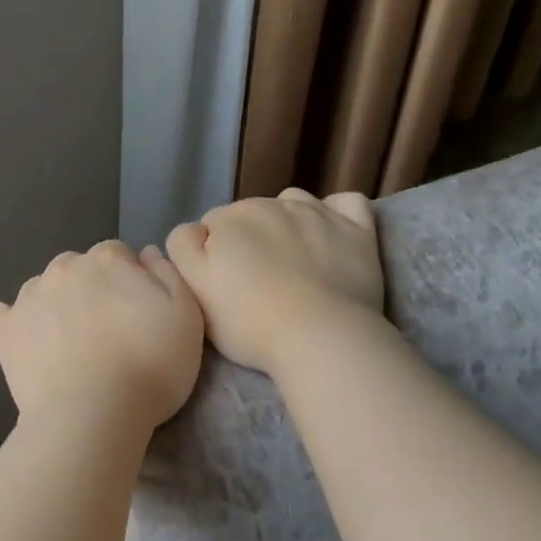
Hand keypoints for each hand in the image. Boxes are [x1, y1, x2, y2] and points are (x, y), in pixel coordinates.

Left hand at [0, 241, 204, 429]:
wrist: (95, 413)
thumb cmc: (152, 367)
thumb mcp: (187, 316)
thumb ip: (168, 275)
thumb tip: (145, 254)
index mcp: (108, 259)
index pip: (118, 255)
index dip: (128, 282)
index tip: (136, 314)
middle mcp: (64, 268)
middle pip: (78, 268)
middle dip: (90, 290)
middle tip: (106, 332)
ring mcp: (28, 298)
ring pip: (42, 289)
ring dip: (54, 305)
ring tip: (69, 344)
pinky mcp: (4, 331)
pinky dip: (9, 322)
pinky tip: (22, 340)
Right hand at [166, 188, 383, 373]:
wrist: (320, 336)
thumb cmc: (249, 321)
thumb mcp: (194, 290)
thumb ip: (183, 249)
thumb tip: (194, 230)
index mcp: (230, 218)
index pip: (210, 226)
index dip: (212, 255)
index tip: (222, 285)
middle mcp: (273, 203)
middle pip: (250, 214)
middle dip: (248, 240)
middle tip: (254, 283)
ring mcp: (318, 213)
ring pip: (293, 204)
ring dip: (286, 223)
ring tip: (291, 261)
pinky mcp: (357, 229)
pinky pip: (345, 203)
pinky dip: (334, 214)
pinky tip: (329, 236)